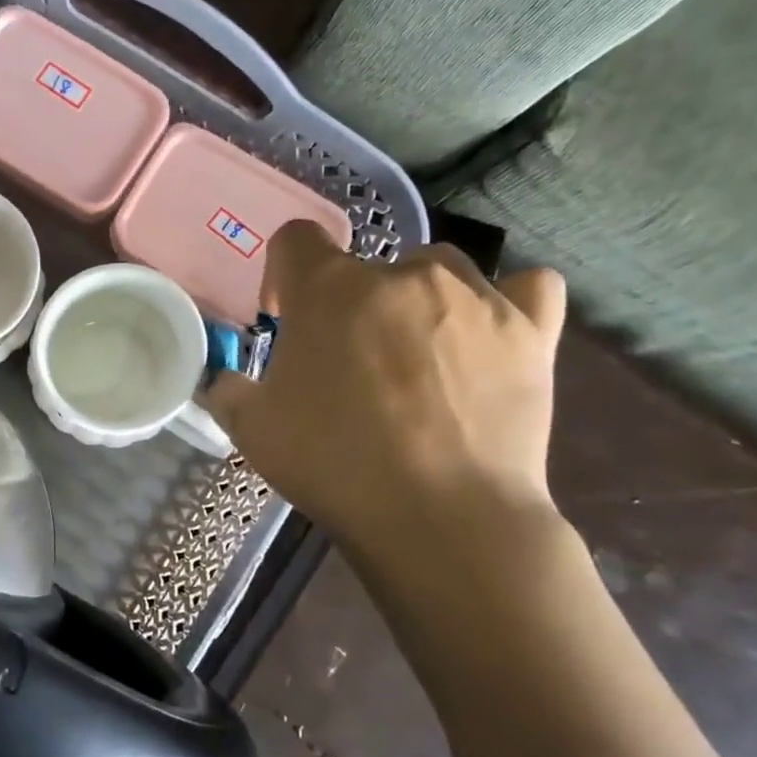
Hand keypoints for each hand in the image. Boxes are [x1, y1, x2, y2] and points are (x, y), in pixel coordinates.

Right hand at [205, 222, 567, 566]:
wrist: (439, 516)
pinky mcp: (531, 331)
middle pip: (368, 264)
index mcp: (328, 290)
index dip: (283, 275)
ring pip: (439, 270)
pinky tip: (490, 334)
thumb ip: (229, 391)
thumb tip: (226, 381)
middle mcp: (401, 275)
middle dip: (350, 303)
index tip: (284, 318)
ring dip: (419, 300)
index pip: (296, 239)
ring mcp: (475, 297)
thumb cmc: (333, 463)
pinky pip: (527, 288)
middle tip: (348, 361)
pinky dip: (507, 301)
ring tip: (417, 354)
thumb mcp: (251, 430)